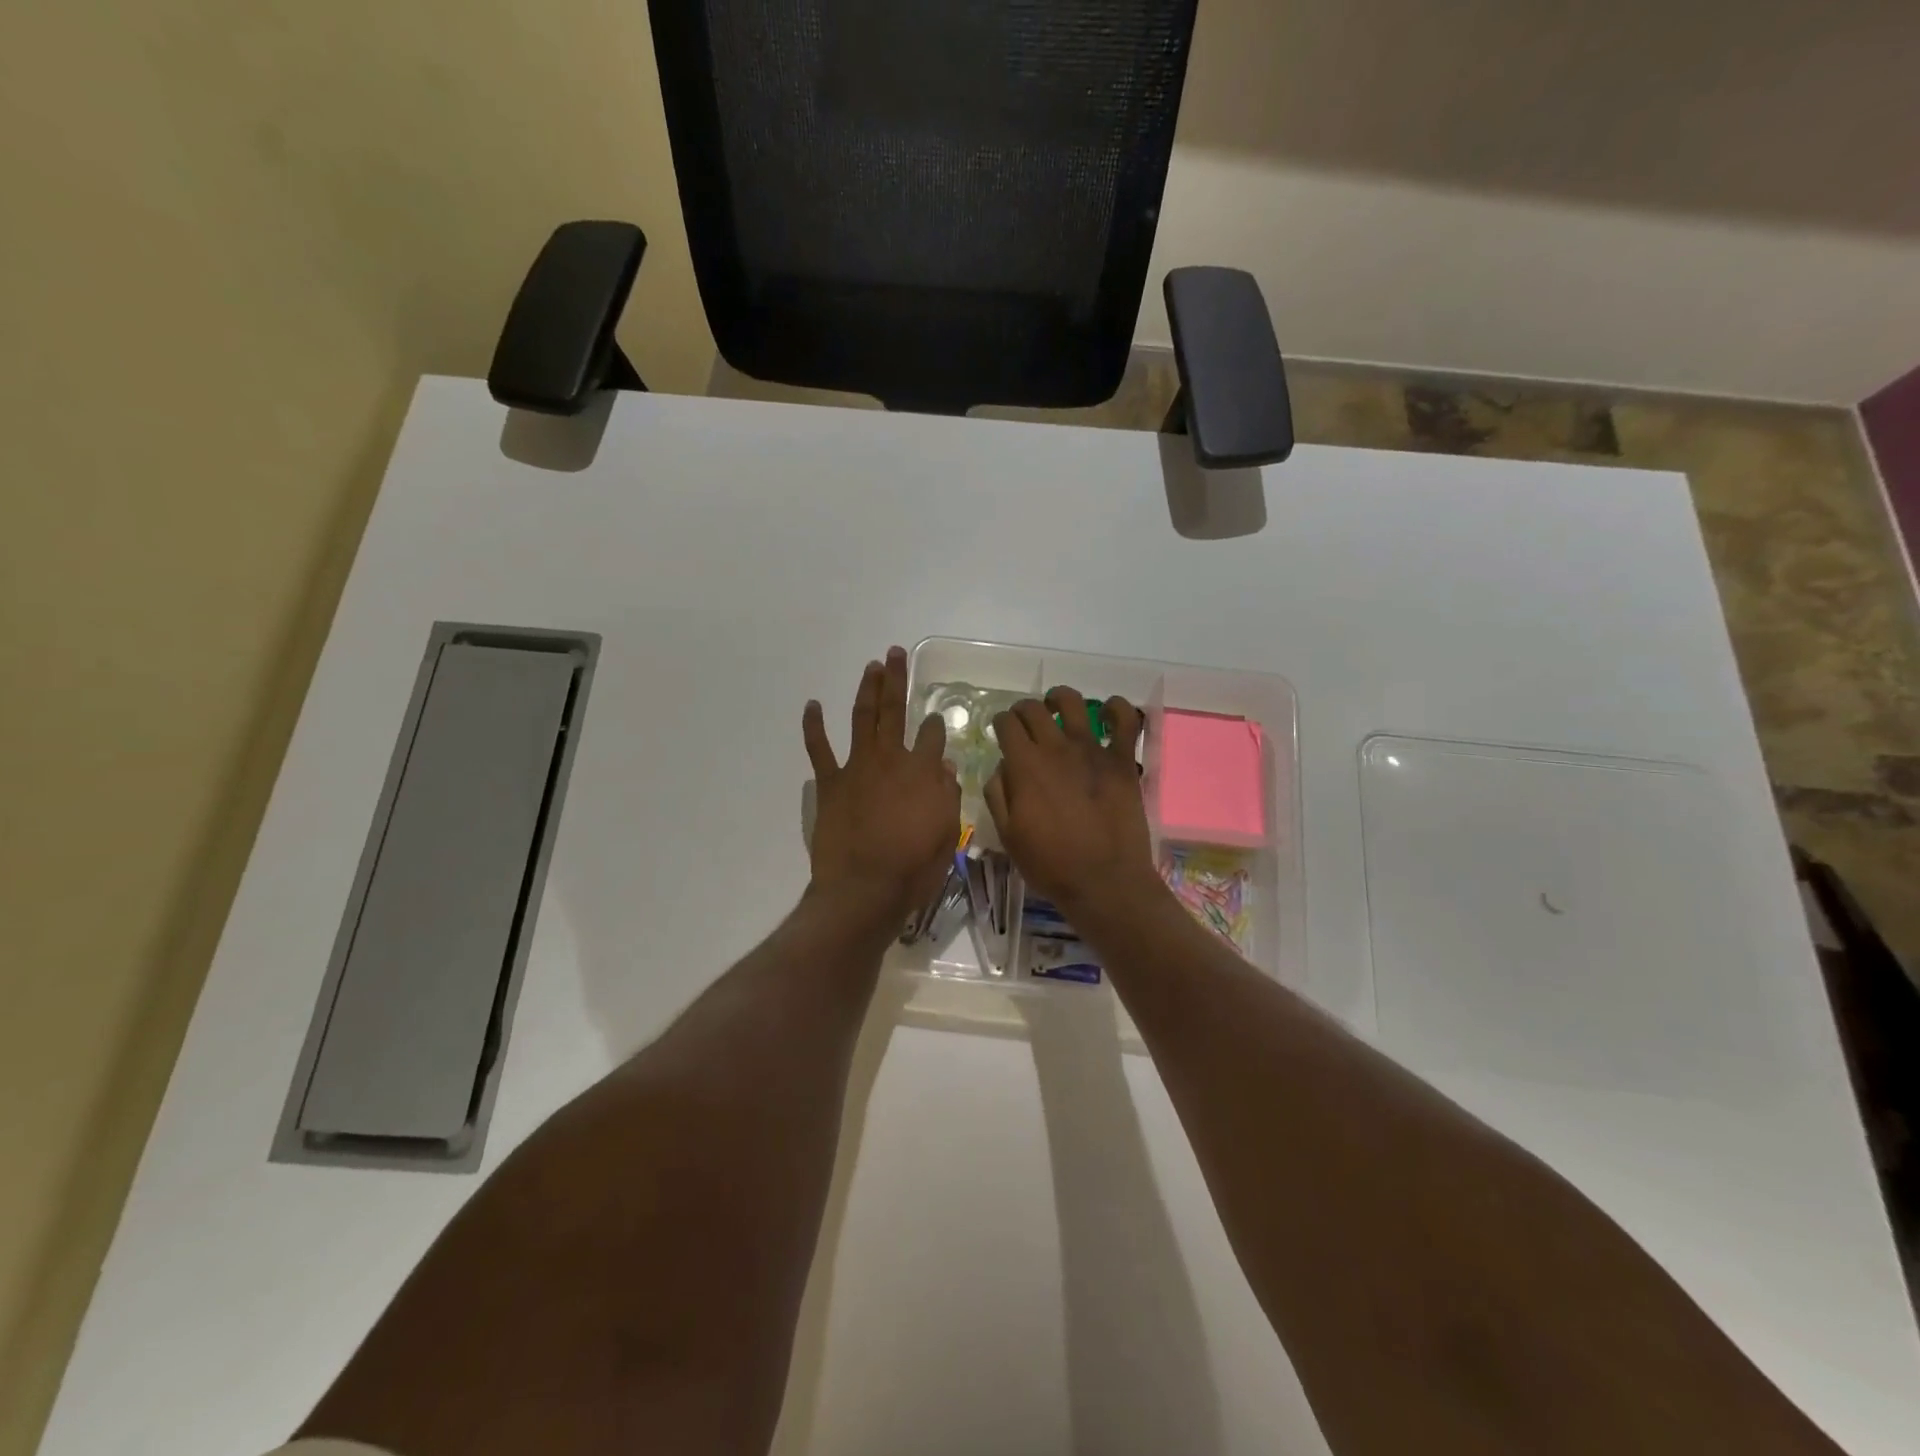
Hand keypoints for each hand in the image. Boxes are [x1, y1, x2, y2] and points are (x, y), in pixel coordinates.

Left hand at [804, 647, 960, 929]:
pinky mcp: (830, 783)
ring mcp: (857, 767)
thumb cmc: (913, 867)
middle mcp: (891, 759)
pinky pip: (819, 749)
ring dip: (866, 690)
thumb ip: (947, 794)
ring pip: (862, 718)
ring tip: (871, 666)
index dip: (937, 724)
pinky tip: (813, 705)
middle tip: (894, 653)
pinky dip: (814, 726)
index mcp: (923, 771)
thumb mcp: (946, 834)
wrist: (864, 889)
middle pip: (895, 711)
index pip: (933, 735)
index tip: (937, 718)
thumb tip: (945, 765)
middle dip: (896, 680)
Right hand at [984, 687, 1158, 915]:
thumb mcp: (1008, 835)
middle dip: (1023, 710)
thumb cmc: (1050, 864)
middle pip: (1034, 709)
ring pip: (1073, 703)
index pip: (1006, 724)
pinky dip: (1118, 709)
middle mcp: (1056, 748)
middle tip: (1024, 722)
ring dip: (1060, 699)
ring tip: (1057, 708)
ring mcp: (1092, 751)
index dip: (1000, 723)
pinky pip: (1126, 721)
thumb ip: (998, 794)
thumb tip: (1002, 767)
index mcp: (1025, 765)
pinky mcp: (1122, 761)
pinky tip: (1109, 711)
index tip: (1001, 732)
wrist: (1103, 881)